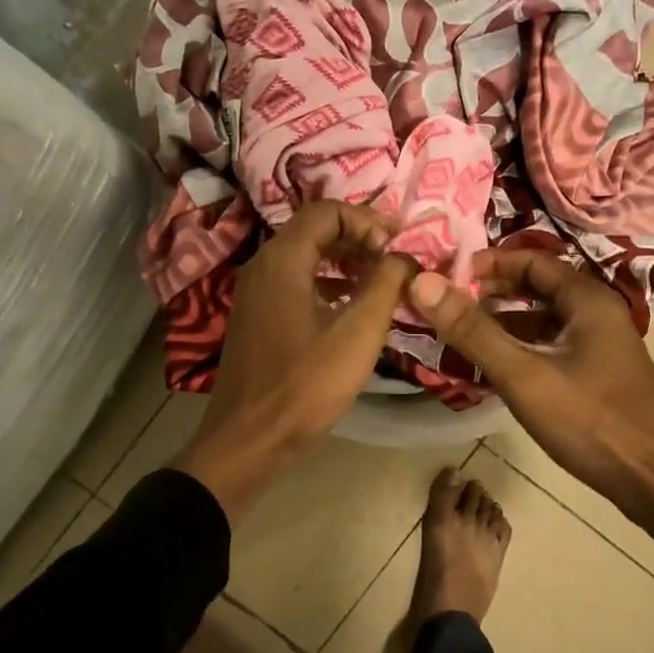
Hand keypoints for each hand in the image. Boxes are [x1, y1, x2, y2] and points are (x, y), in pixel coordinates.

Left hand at [174, 202, 416, 521]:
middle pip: (314, 231)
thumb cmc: (305, 384)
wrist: (248, 441)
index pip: (327, 211)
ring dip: (345, 263)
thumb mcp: (359, 332)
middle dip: (359, 239)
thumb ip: (387, 284)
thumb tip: (405, 256)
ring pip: (305, 259)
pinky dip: (327, 285)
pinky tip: (352, 310)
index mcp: (282, 259)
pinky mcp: (256, 319)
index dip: (368, 220)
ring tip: (381, 283)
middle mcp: (262, 266)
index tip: (399, 246)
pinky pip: (295, 285)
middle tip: (396, 260)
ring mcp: (254, 294)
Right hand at [408, 251, 653, 531]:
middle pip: (538, 287)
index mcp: (588, 301)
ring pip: (545, 319)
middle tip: (448, 304)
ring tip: (462, 334)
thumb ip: (472, 331)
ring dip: (505, 321)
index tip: (447, 276)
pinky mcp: (600, 374)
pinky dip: (522, 347)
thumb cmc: (591, 422)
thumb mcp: (523, 376)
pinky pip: (553, 346)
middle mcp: (599, 314)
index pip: (532, 260)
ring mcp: (602, 346)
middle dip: (492, 292)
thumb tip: (423, 283)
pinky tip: (496, 367)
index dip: (488, 263)